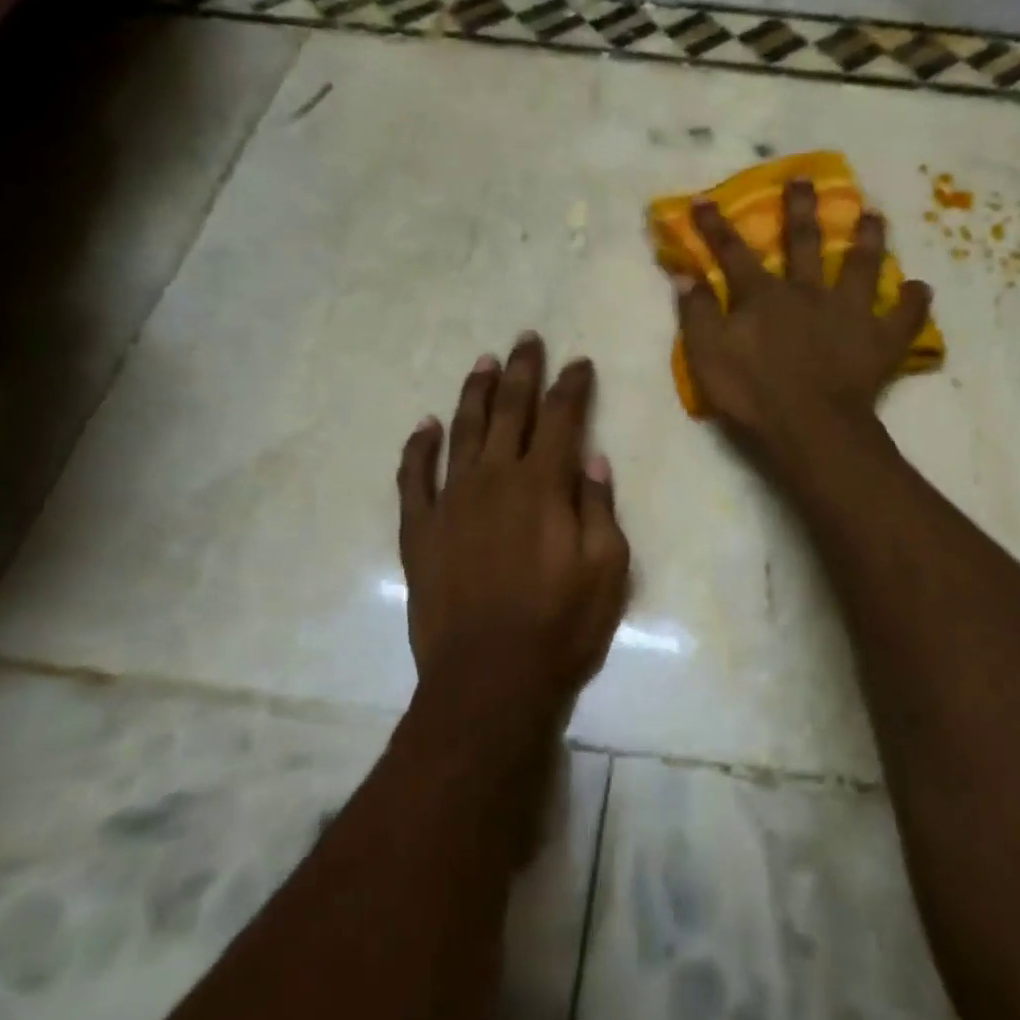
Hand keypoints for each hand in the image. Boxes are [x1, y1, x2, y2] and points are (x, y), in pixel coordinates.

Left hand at [396, 334, 630, 749]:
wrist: (489, 680)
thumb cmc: (560, 626)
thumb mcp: (607, 569)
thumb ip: (598, 506)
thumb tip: (591, 458)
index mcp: (543, 485)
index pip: (562, 418)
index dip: (572, 385)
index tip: (579, 361)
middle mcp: (495, 478)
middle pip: (509, 410)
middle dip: (521, 372)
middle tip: (526, 340)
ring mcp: (451, 501)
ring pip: (461, 431)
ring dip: (473, 393)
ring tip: (482, 362)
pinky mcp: (419, 530)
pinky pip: (413, 478)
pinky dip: (417, 448)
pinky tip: (423, 426)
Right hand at [676, 178, 931, 458]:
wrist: (809, 426)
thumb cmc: (752, 393)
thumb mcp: (706, 355)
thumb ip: (696, 312)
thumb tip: (684, 273)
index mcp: (763, 296)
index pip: (733, 253)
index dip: (716, 226)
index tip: (704, 200)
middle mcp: (808, 292)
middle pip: (805, 242)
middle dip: (802, 209)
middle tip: (806, 179)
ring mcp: (850, 313)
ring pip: (862, 266)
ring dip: (868, 239)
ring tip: (875, 215)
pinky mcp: (881, 340)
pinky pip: (904, 317)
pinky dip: (913, 302)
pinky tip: (920, 288)